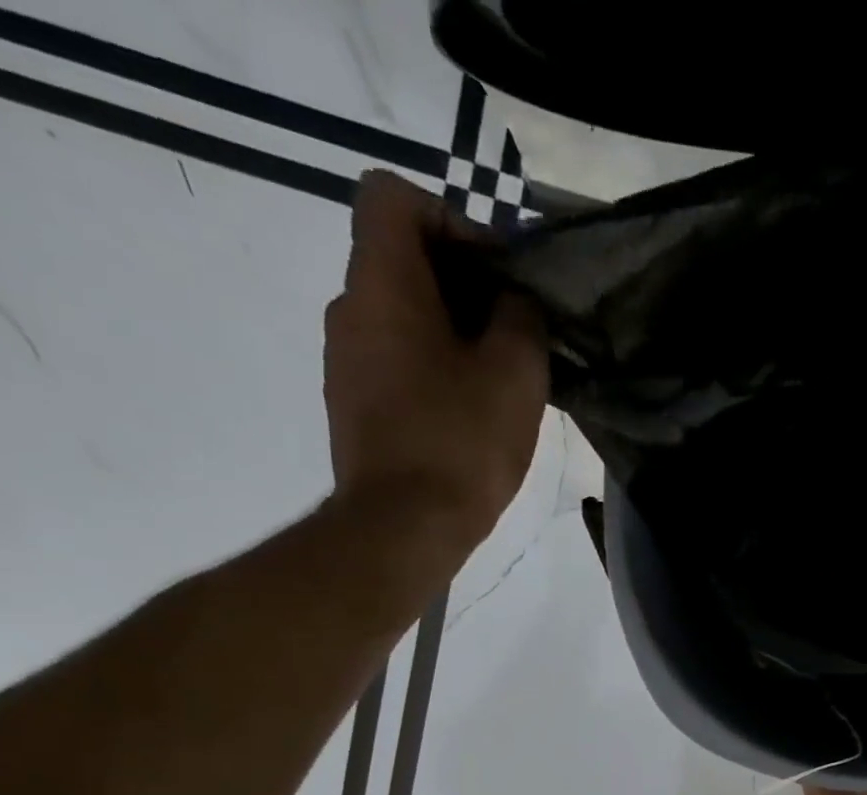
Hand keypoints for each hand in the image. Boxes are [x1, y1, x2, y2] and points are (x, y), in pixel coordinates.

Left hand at [323, 171, 549, 540]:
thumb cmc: (462, 441)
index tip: (494, 273)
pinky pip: (395, 359)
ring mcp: (345, 360)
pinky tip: (471, 412)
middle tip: (514, 332)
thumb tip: (512, 300)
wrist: (404, 525)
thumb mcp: (517, 372)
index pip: (392, 197)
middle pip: (400, 259)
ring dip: (451, 331)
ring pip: (400, 315)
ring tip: (499, 379)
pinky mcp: (353, 404)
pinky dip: (433, 366)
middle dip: (463, 283)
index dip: (449, 217)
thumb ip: (521, 316)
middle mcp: (349, 309)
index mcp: (382, 285)